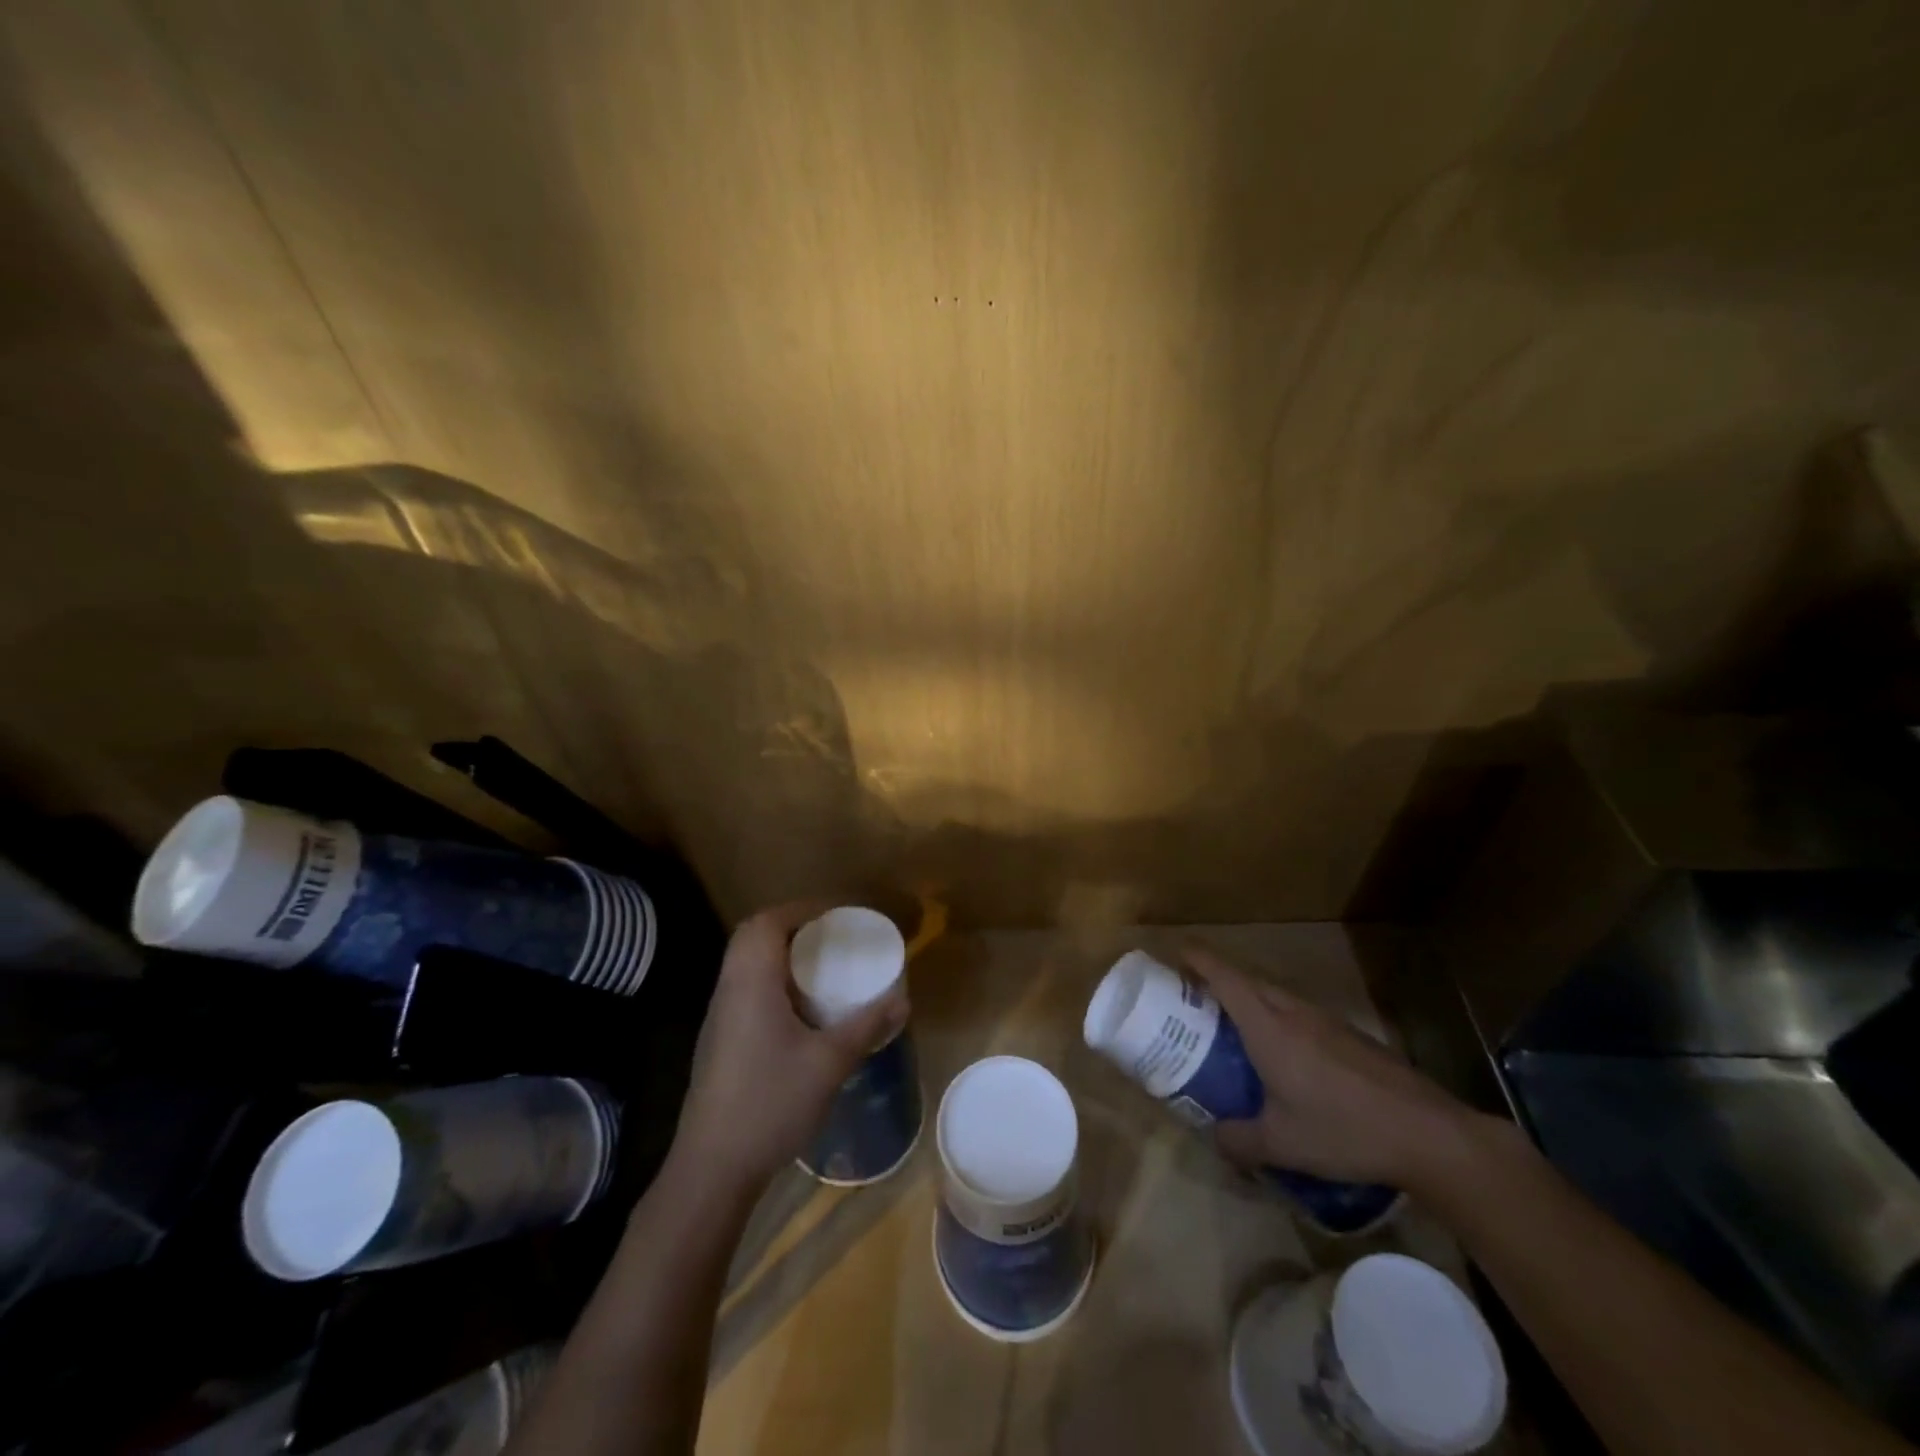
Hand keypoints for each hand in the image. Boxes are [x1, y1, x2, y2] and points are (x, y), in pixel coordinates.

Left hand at [672, 902, 906, 1194]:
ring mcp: (719, 1017)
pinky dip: (771, 982)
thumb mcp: (829, 1063)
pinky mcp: (719, 1042)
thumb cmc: (770, 1103)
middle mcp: (729, 990)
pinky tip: (799, 1011)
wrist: (712, 1168)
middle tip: (830, 938)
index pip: (767, 923)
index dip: (801, 910)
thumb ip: (866, 1026)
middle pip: (752, 937)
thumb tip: (904, 1000)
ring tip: (820, 968)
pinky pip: (745, 990)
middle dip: (791, 928)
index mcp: (751, 982)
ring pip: (745, 965)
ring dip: (779, 955)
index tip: (836, 915)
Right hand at [1183, 944, 1478, 1189]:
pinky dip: (1279, 1019)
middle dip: (1218, 979)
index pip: (1224, 977)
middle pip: (1248, 980)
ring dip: (1251, 999)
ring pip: (1277, 995)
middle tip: (1195, 999)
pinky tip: (1287, 1058)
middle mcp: (1294, 1012)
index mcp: (1268, 1026)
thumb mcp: (1282, 1145)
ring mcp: (1326, 1021)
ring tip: (1235, 1027)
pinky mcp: (1351, 1037)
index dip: (1197, 959)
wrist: (1428, 1134)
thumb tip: (1214, 1138)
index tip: (1175, 953)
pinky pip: (1300, 1014)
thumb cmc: (1344, 1130)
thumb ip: (1239, 1141)